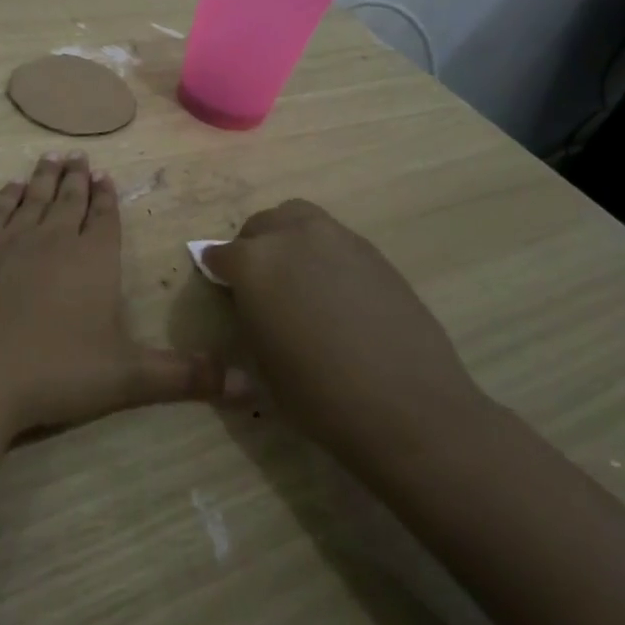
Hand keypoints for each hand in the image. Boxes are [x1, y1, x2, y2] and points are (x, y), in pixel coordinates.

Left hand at [0, 153, 224, 438]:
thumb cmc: (53, 372)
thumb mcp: (126, 379)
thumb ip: (184, 377)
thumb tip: (249, 387)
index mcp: (93, 260)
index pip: (105, 219)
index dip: (107, 198)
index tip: (106, 176)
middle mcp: (54, 239)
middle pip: (69, 201)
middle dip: (78, 179)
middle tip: (80, 156)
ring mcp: (10, 241)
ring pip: (33, 199)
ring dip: (44, 178)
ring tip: (52, 158)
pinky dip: (6, 196)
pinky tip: (10, 187)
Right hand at [205, 200, 487, 457]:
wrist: (407, 405)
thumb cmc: (318, 394)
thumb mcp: (261, 360)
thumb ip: (249, 315)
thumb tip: (250, 300)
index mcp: (253, 262)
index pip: (220, 253)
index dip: (218, 272)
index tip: (222, 288)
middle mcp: (291, 236)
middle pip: (261, 225)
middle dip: (252, 247)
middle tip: (259, 283)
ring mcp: (337, 238)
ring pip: (299, 219)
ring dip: (289, 238)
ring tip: (298, 277)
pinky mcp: (373, 252)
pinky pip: (334, 239)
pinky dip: (324, 253)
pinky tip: (335, 292)